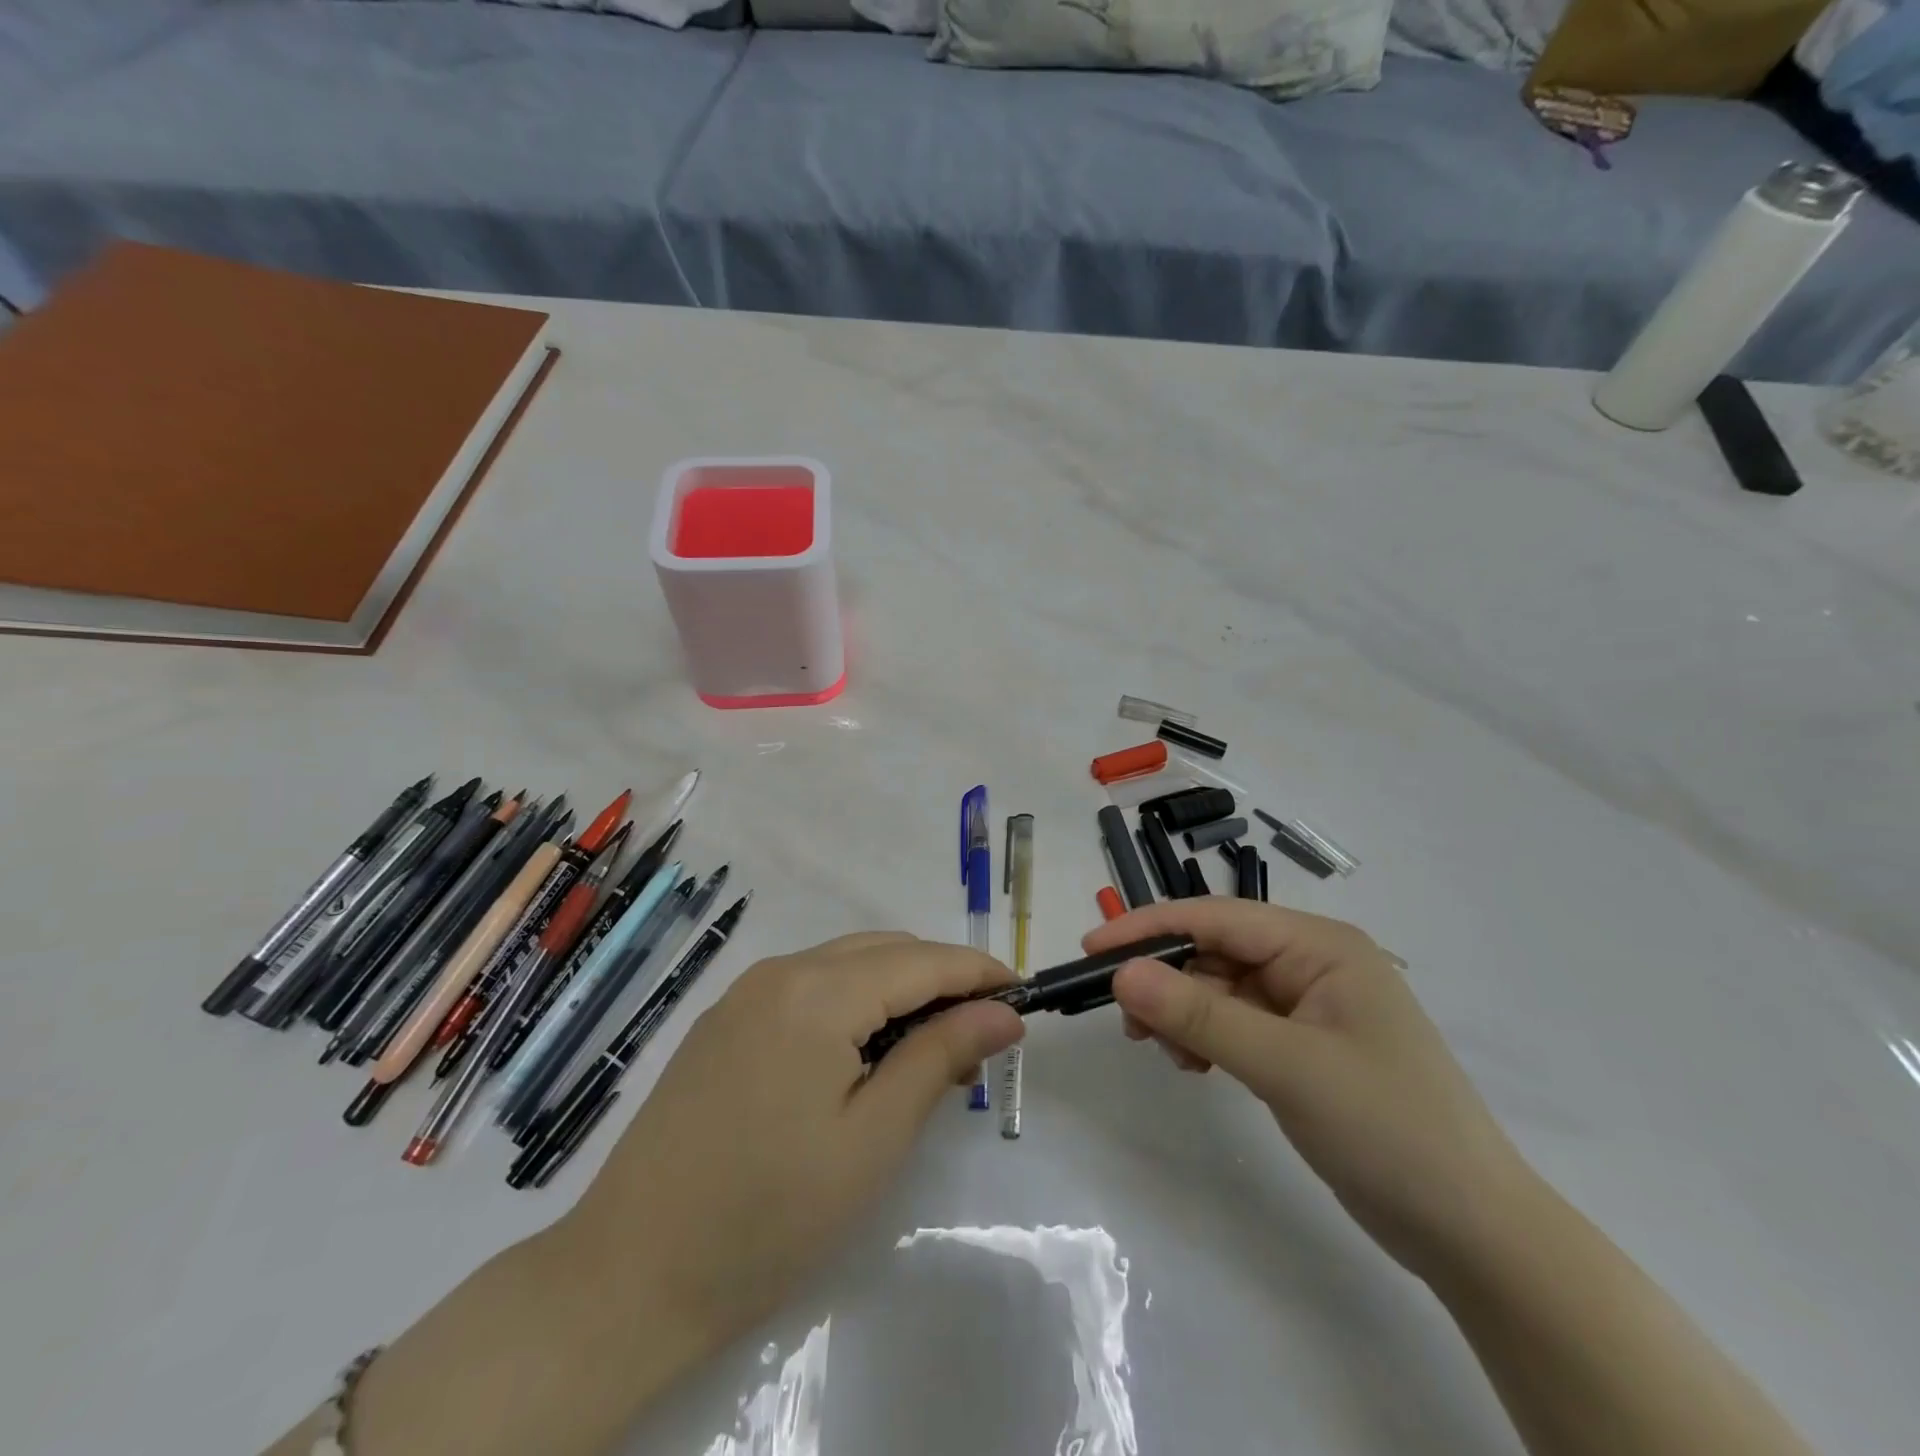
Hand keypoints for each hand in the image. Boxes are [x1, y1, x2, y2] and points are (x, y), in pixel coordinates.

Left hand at [566, 931, 1023, 1354]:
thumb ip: (940, 1057)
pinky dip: (853, 1003)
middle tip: (980, 1034)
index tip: (1021, 995)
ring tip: (931, 1049)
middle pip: (883, 951)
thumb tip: (1002, 1012)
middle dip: (939, 978)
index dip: (977, 971)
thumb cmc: (770, 1214)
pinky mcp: (725, 1021)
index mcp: (818, 991)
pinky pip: (808, 987)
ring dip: (897, 990)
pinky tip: (864, 1052)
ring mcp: (745, 993)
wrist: (629, 1275)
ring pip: (845, 964)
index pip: (921, 960)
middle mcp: (780, 971)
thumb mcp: (873, 1138)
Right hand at [1086, 900, 1526, 1279]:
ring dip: (1184, 1013)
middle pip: (1215, 950)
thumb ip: (1200, 1015)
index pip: (1216, 917)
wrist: (1473, 1232)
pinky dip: (1206, 1037)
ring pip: (1219, 988)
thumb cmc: (1387, 1129)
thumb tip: (1122, 975)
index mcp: (1319, 945)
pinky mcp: (1302, 1045)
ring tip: (1166, 1053)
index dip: (1149, 928)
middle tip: (1126, 1023)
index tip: (1091, 949)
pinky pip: (1236, 1022)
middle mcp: (1311, 963)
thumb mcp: (1286, 1066)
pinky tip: (1195, 1065)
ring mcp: (1308, 1005)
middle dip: (1166, 980)